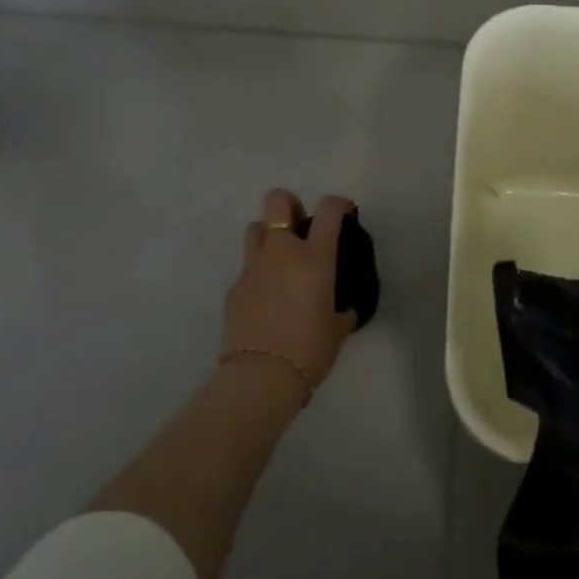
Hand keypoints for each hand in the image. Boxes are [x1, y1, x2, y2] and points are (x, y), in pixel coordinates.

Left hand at [221, 188, 359, 396]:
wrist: (261, 377)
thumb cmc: (310, 350)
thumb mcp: (338, 327)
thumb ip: (342, 308)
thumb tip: (344, 307)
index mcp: (314, 257)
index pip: (329, 209)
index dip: (339, 204)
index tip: (345, 213)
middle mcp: (282, 252)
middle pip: (277, 201)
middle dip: (289, 205)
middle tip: (300, 226)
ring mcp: (253, 268)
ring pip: (255, 228)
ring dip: (269, 236)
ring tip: (280, 260)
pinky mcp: (233, 288)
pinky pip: (247, 269)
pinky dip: (258, 275)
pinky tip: (266, 299)